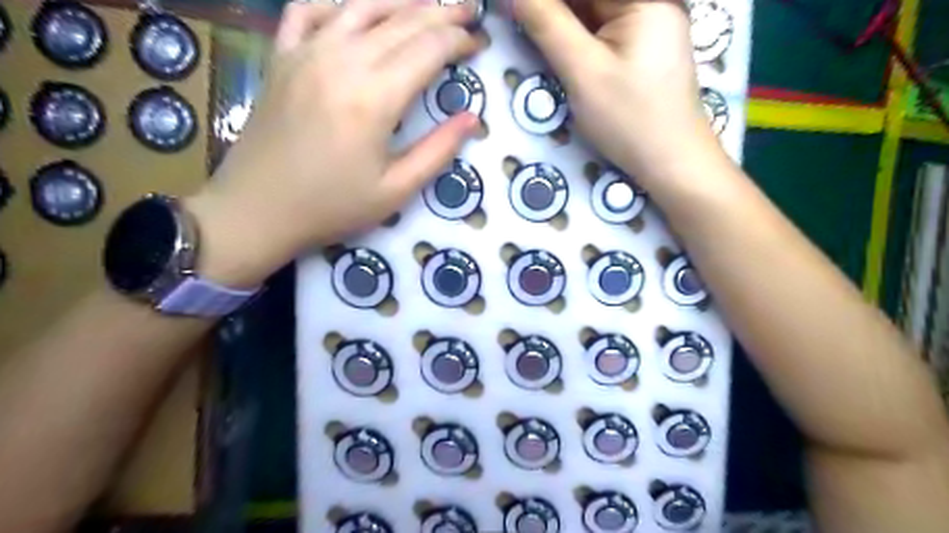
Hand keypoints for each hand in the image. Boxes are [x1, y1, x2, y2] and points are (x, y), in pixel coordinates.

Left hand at [189, 0, 482, 286]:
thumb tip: (472, 119)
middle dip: (442, 13)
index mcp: (375, 97)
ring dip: (400, 0)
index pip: (429, 49)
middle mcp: (342, 60)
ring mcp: (306, 52)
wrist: (257, 209)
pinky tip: (355, 9)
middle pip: (402, 21)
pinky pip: (308, 10)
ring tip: (427, 3)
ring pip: (361, 6)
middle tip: (468, 13)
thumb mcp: (395, 190)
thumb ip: (438, 151)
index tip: (479, 44)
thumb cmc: (332, 206)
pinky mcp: (281, 57)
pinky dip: (338, 2)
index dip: (459, 41)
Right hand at [511, 0, 719, 185]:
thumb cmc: (630, 119)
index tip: (512, 8)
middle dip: (552, 11)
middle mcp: (650, 1)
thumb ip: (547, 24)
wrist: (671, 162)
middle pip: (590, 0)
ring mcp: (649, 23)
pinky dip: (576, 36)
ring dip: (560, 23)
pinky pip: (602, 30)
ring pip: (593, 13)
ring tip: (531, 33)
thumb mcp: (582, 71)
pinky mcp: (642, 47)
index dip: (544, 0)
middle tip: (518, 21)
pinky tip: (556, 46)